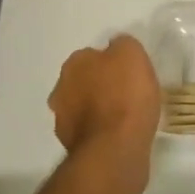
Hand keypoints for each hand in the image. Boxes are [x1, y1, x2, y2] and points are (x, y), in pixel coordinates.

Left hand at [49, 34, 161, 175]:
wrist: (115, 148)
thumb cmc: (126, 94)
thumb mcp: (133, 53)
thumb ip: (122, 45)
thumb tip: (116, 48)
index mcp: (75, 63)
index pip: (92, 55)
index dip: (112, 62)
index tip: (129, 72)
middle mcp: (61, 88)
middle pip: (84, 81)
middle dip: (100, 85)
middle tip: (127, 92)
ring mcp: (62, 120)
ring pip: (83, 107)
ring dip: (98, 109)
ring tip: (124, 116)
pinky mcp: (71, 146)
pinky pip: (89, 130)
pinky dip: (100, 130)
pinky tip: (118, 134)